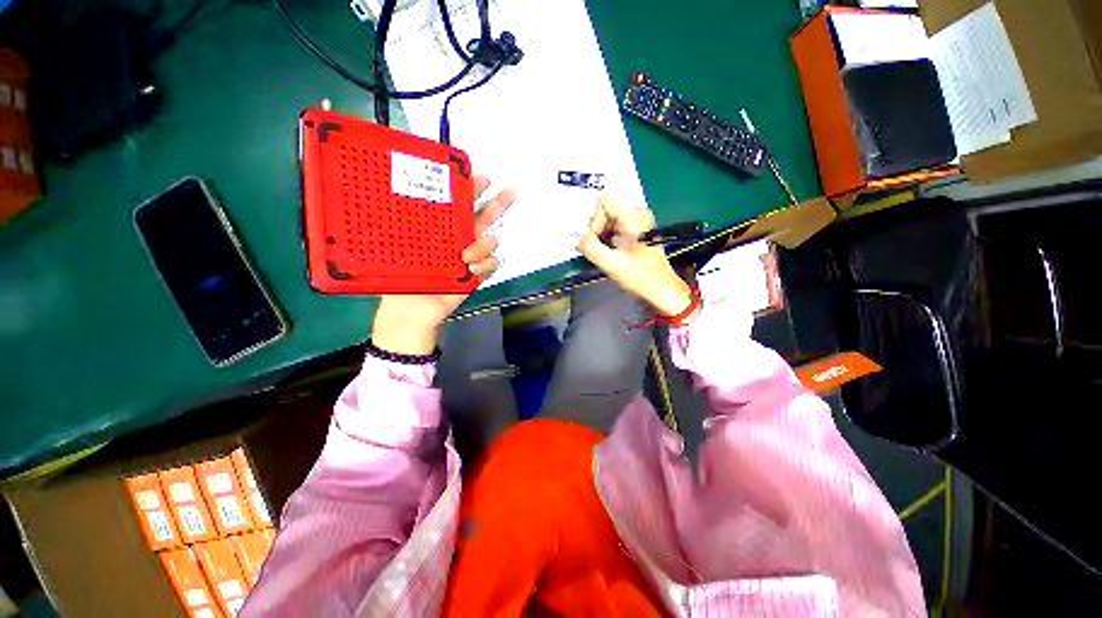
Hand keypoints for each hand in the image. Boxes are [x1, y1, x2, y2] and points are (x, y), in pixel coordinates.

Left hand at [371, 176, 514, 354]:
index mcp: (441, 228)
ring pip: (491, 240)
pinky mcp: (478, 273)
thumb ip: (399, 225)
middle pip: (484, 216)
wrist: (412, 309)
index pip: (459, 204)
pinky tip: (472, 269)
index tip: (480, 175)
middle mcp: (460, 238)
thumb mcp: (395, 247)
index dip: (471, 188)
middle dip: (498, 203)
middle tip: (510, 191)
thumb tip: (386, 193)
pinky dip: (486, 264)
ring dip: (483, 245)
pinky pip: (493, 263)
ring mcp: (471, 256)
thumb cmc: (400, 277)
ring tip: (466, 256)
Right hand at [578, 197, 696, 318]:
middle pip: (605, 211)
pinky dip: (608, 240)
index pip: (603, 203)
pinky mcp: (637, 233)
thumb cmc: (640, 278)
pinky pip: (614, 229)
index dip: (594, 221)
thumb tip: (581, 237)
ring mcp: (638, 223)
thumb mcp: (612, 265)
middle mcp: (638, 215)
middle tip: (601, 251)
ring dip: (602, 237)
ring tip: (606, 255)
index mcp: (635, 217)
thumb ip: (592, 248)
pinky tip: (611, 254)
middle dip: (597, 231)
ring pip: (608, 221)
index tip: (597, 242)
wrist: (662, 291)